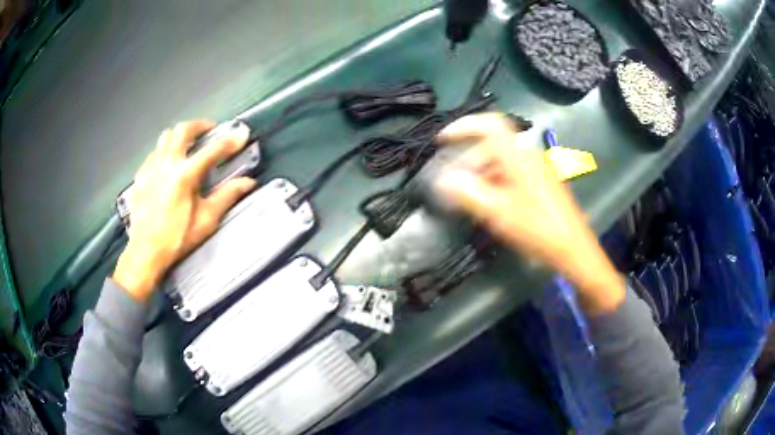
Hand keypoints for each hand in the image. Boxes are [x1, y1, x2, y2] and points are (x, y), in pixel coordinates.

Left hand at [113, 120, 256, 300]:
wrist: (145, 251)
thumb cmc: (177, 238)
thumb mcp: (206, 220)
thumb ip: (227, 196)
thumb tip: (248, 183)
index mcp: (184, 175)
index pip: (212, 150)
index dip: (229, 141)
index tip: (241, 135)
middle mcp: (166, 164)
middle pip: (183, 130)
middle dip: (200, 125)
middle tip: (210, 130)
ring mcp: (150, 167)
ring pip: (166, 136)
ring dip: (180, 135)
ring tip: (189, 143)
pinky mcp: (141, 175)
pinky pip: (154, 152)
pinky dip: (165, 150)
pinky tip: (169, 163)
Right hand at [435, 113, 623, 313]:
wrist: (573, 248)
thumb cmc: (539, 229)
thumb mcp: (500, 213)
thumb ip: (469, 193)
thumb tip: (442, 179)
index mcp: (518, 156)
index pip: (490, 125)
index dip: (464, 126)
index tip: (443, 140)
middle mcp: (528, 156)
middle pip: (493, 144)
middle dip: (470, 159)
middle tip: (456, 183)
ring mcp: (537, 169)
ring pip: (502, 160)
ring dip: (482, 172)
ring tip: (471, 197)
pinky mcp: (541, 183)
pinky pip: (512, 172)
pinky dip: (495, 180)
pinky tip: (492, 203)